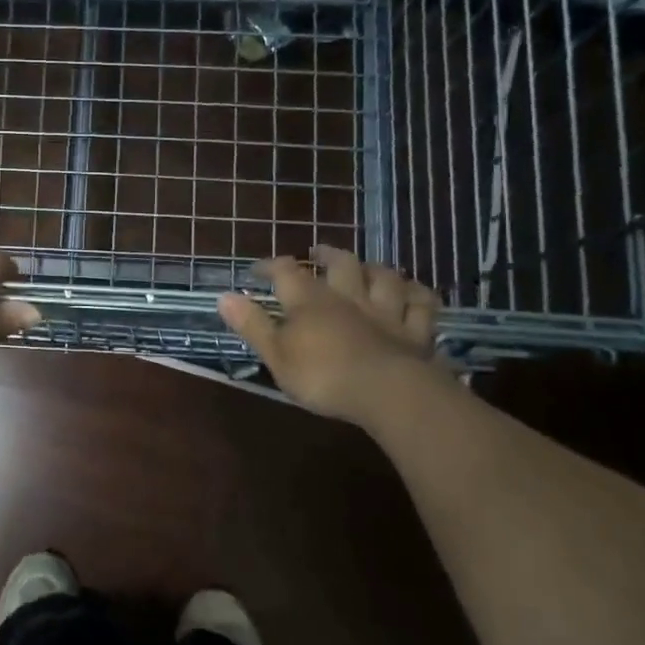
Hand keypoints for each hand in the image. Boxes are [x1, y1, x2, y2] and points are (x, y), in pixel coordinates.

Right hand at [218, 246, 442, 425]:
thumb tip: (223, 296)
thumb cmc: (323, 376)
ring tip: (367, 267)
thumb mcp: (276, 355)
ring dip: (374, 269)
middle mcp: (349, 296)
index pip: (287, 273)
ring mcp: (387, 311)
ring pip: (384, 277)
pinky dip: (418, 294)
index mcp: (310, 301)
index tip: (258, 268)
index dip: (271, 266)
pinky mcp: (416, 331)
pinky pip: (421, 304)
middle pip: (340, 264)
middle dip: (327, 255)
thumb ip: (252, 325)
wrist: (389, 392)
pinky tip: (416, 291)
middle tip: (318, 252)